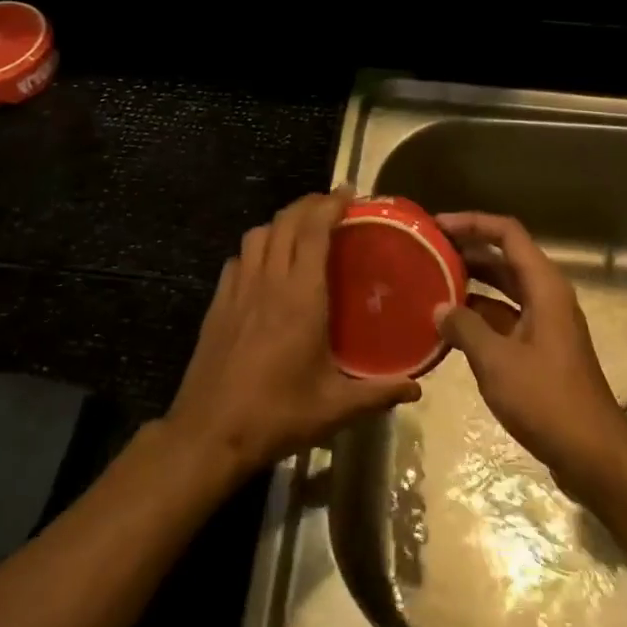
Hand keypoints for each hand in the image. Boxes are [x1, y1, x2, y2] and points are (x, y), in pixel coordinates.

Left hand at [165, 189, 421, 481]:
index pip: (314, 230)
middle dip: (309, 204)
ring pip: (258, 234)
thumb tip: (416, 386)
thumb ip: (378, 393)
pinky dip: (256, 248)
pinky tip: (265, 265)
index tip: (349, 193)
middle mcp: (269, 280)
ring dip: (281, 222)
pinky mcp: (218, 303)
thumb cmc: (277, 415)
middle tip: (332, 205)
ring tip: (300, 230)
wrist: (209, 433)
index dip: (330, 204)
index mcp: (300, 296)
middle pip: (285, 221)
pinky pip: (238, 258)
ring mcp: (238, 289)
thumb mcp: (334, 407)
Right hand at [435, 212, 626, 479]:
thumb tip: (438, 308)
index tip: (436, 227)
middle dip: (466, 251)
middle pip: (504, 257)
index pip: (507, 233)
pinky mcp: (539, 349)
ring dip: (470, 284)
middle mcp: (546, 296)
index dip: (472, 222)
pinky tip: (448, 327)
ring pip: (502, 289)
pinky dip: (478, 315)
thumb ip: (464, 328)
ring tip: (430, 283)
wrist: (592, 454)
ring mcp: (544, 323)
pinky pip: (504, 317)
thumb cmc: (546, 399)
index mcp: (544, 286)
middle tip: (426, 252)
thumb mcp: (496, 361)